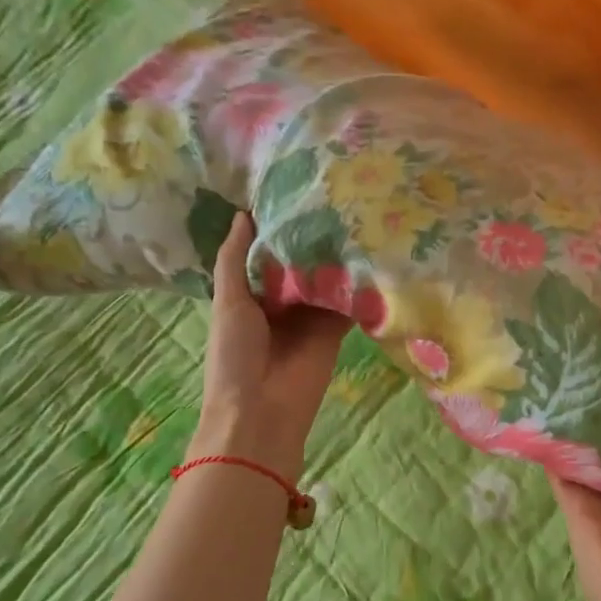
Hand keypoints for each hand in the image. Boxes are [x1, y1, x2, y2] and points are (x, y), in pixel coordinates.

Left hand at [193, 212, 350, 482]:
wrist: (262, 411)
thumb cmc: (235, 354)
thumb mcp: (228, 301)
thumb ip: (236, 259)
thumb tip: (244, 213)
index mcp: (251, 294)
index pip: (268, 252)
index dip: (278, 226)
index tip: (296, 190)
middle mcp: (283, 301)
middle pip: (300, 262)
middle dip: (313, 237)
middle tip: (335, 193)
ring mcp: (311, 315)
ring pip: (326, 278)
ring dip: (337, 255)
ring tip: (357, 213)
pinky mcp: (336, 329)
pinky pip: (348, 302)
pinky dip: (358, 283)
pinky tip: (371, 252)